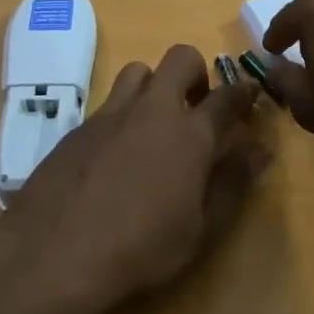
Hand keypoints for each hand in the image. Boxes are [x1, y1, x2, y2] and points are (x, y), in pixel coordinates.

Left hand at [0, 46, 270, 313]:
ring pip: (138, 71)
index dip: (244, 91)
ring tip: (155, 122)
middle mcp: (152, 110)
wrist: (54, 254)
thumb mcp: (200, 229)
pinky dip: (123, 113)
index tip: (251, 94)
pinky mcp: (78, 127)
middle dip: (197, 72)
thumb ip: (233, 182)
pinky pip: (108, 102)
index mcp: (190, 134)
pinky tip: (117, 152)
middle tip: (198, 105)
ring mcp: (110, 114)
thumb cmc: (140, 249)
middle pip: (181, 59)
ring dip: (155, 85)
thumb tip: (260, 149)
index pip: (227, 96)